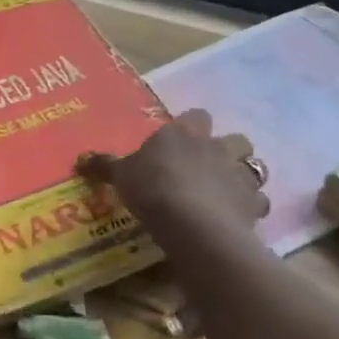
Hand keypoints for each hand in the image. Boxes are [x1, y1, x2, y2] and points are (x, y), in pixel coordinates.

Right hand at [78, 110, 268, 256]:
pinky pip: (258, 203)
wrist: (191, 222)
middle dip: (228, 150)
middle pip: (237, 139)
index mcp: (185, 133)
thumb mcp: (121, 175)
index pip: (197, 116)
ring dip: (243, 179)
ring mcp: (240, 176)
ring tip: (226, 194)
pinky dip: (250, 209)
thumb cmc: (152, 187)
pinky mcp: (253, 205)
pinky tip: (235, 219)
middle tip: (210, 167)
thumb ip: (105, 166)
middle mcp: (218, 148)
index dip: (193, 126)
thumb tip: (80, 159)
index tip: (182, 141)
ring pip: (255, 169)